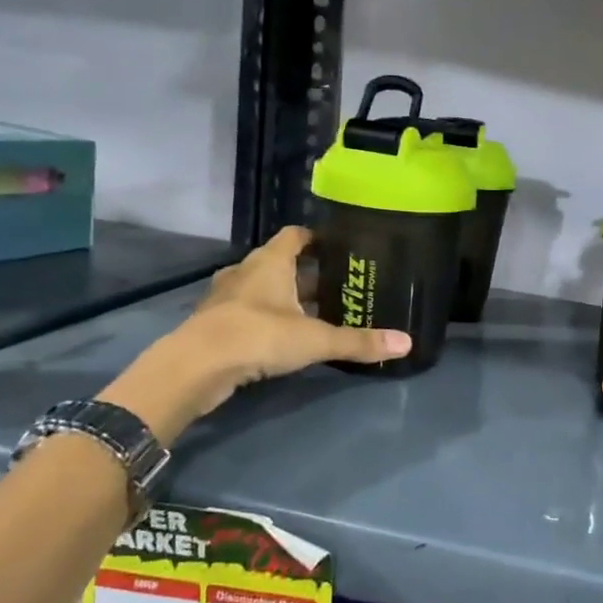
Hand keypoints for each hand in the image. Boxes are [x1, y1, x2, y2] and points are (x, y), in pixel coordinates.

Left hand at [105, 227, 409, 440]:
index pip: (294, 236)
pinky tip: (279, 337)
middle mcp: (245, 272)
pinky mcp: (213, 323)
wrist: (195, 366)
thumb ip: (359, 342)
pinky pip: (244, 312)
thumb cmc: (259, 335)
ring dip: (281, 298)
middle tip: (334, 286)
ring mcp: (225, 298)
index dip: (314, 238)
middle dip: (304, 274)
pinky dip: (262, 319)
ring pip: (259, 289)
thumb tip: (407, 343)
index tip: (336, 246)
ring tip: (310, 313)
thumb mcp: (316, 340)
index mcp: (270, 262)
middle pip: (278, 263)